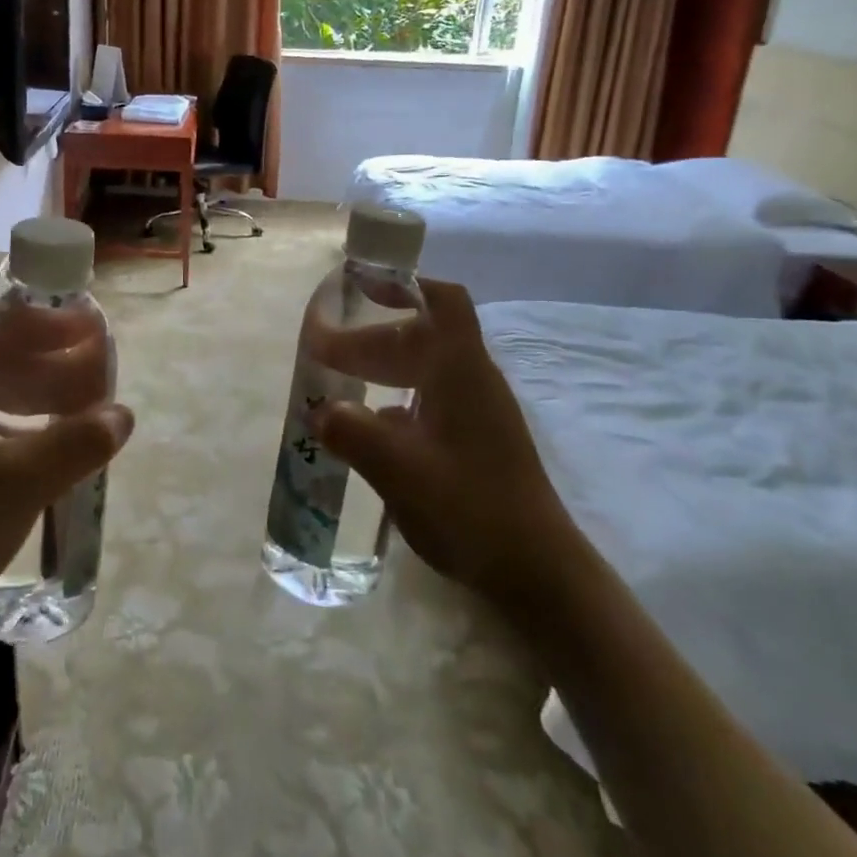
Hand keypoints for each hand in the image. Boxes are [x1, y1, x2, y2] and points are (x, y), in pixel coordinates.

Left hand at [0, 298, 133, 630]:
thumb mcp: (21, 484)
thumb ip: (77, 443)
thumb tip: (121, 415)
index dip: (34, 318)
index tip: (78, 332)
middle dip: (38, 350)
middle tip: (84, 367)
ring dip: (25, 383)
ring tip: (69, 402)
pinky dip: (8, 414)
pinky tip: (36, 443)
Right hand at [309, 279, 580, 602]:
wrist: (538, 572)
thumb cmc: (471, 509)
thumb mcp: (400, 471)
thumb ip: (352, 434)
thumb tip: (318, 410)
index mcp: (461, 372)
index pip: (442, 301)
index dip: (403, 284)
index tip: (360, 285)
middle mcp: (472, 381)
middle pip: (420, 336)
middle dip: (369, 338)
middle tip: (323, 354)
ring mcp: (477, 413)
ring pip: (423, 370)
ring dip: (380, 369)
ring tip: (337, 387)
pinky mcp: (476, 442)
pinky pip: (428, 402)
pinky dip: (393, 401)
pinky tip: (367, 428)